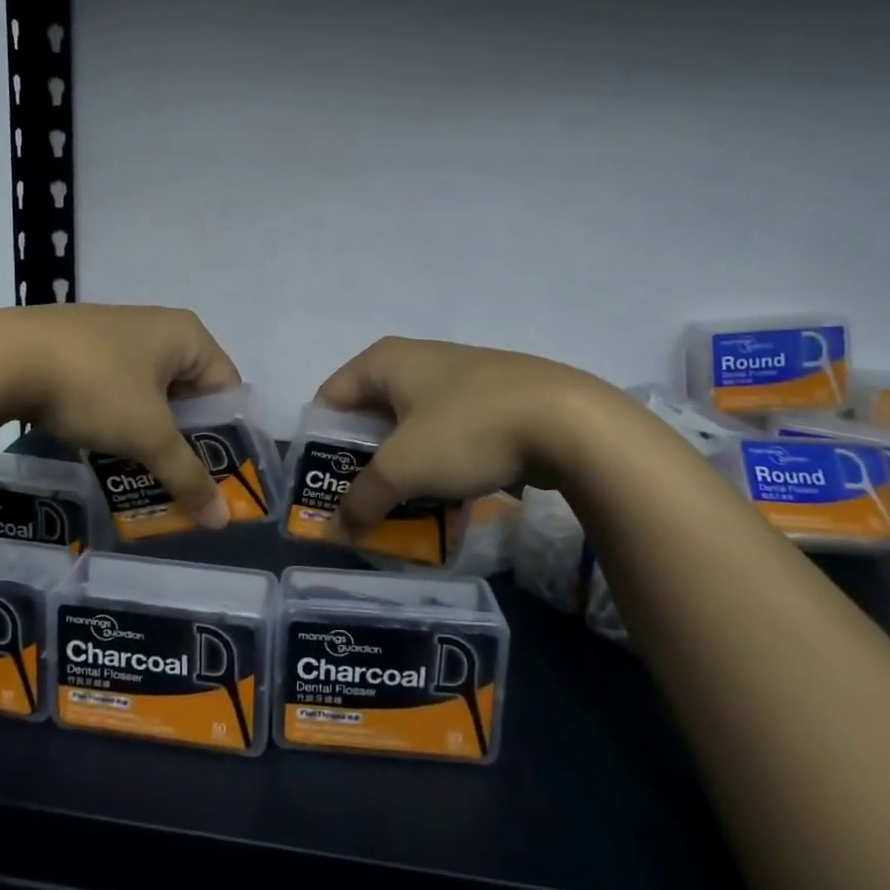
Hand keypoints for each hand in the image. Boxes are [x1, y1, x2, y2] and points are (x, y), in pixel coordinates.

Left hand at [9, 304, 242, 527]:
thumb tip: (221, 520)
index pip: (227, 388)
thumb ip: (187, 476)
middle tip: (179, 481)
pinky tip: (105, 447)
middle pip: (190, 391)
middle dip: (185, 439)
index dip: (226, 436)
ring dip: (151, 433)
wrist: (2, 358)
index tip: (216, 478)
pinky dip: (121, 418)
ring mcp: (117, 332)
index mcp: (186, 335)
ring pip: (151, 392)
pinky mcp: (83, 345)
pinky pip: (119, 386)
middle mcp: (157, 326)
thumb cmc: (94, 387)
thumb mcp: (146, 435)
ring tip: (142, 473)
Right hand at [312, 336, 592, 531]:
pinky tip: (447, 496)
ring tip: (403, 508)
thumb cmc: (467, 430)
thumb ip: (362, 499)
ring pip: (410, 427)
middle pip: (369, 415)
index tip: (324, 488)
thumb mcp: (404, 468)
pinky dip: (438, 463)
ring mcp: (457, 377)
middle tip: (361, 504)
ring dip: (402, 468)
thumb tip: (337, 529)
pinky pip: (446, 433)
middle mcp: (416, 360)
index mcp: (384, 361)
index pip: (329, 400)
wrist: (569, 421)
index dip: (319, 445)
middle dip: (362, 462)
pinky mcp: (491, 398)